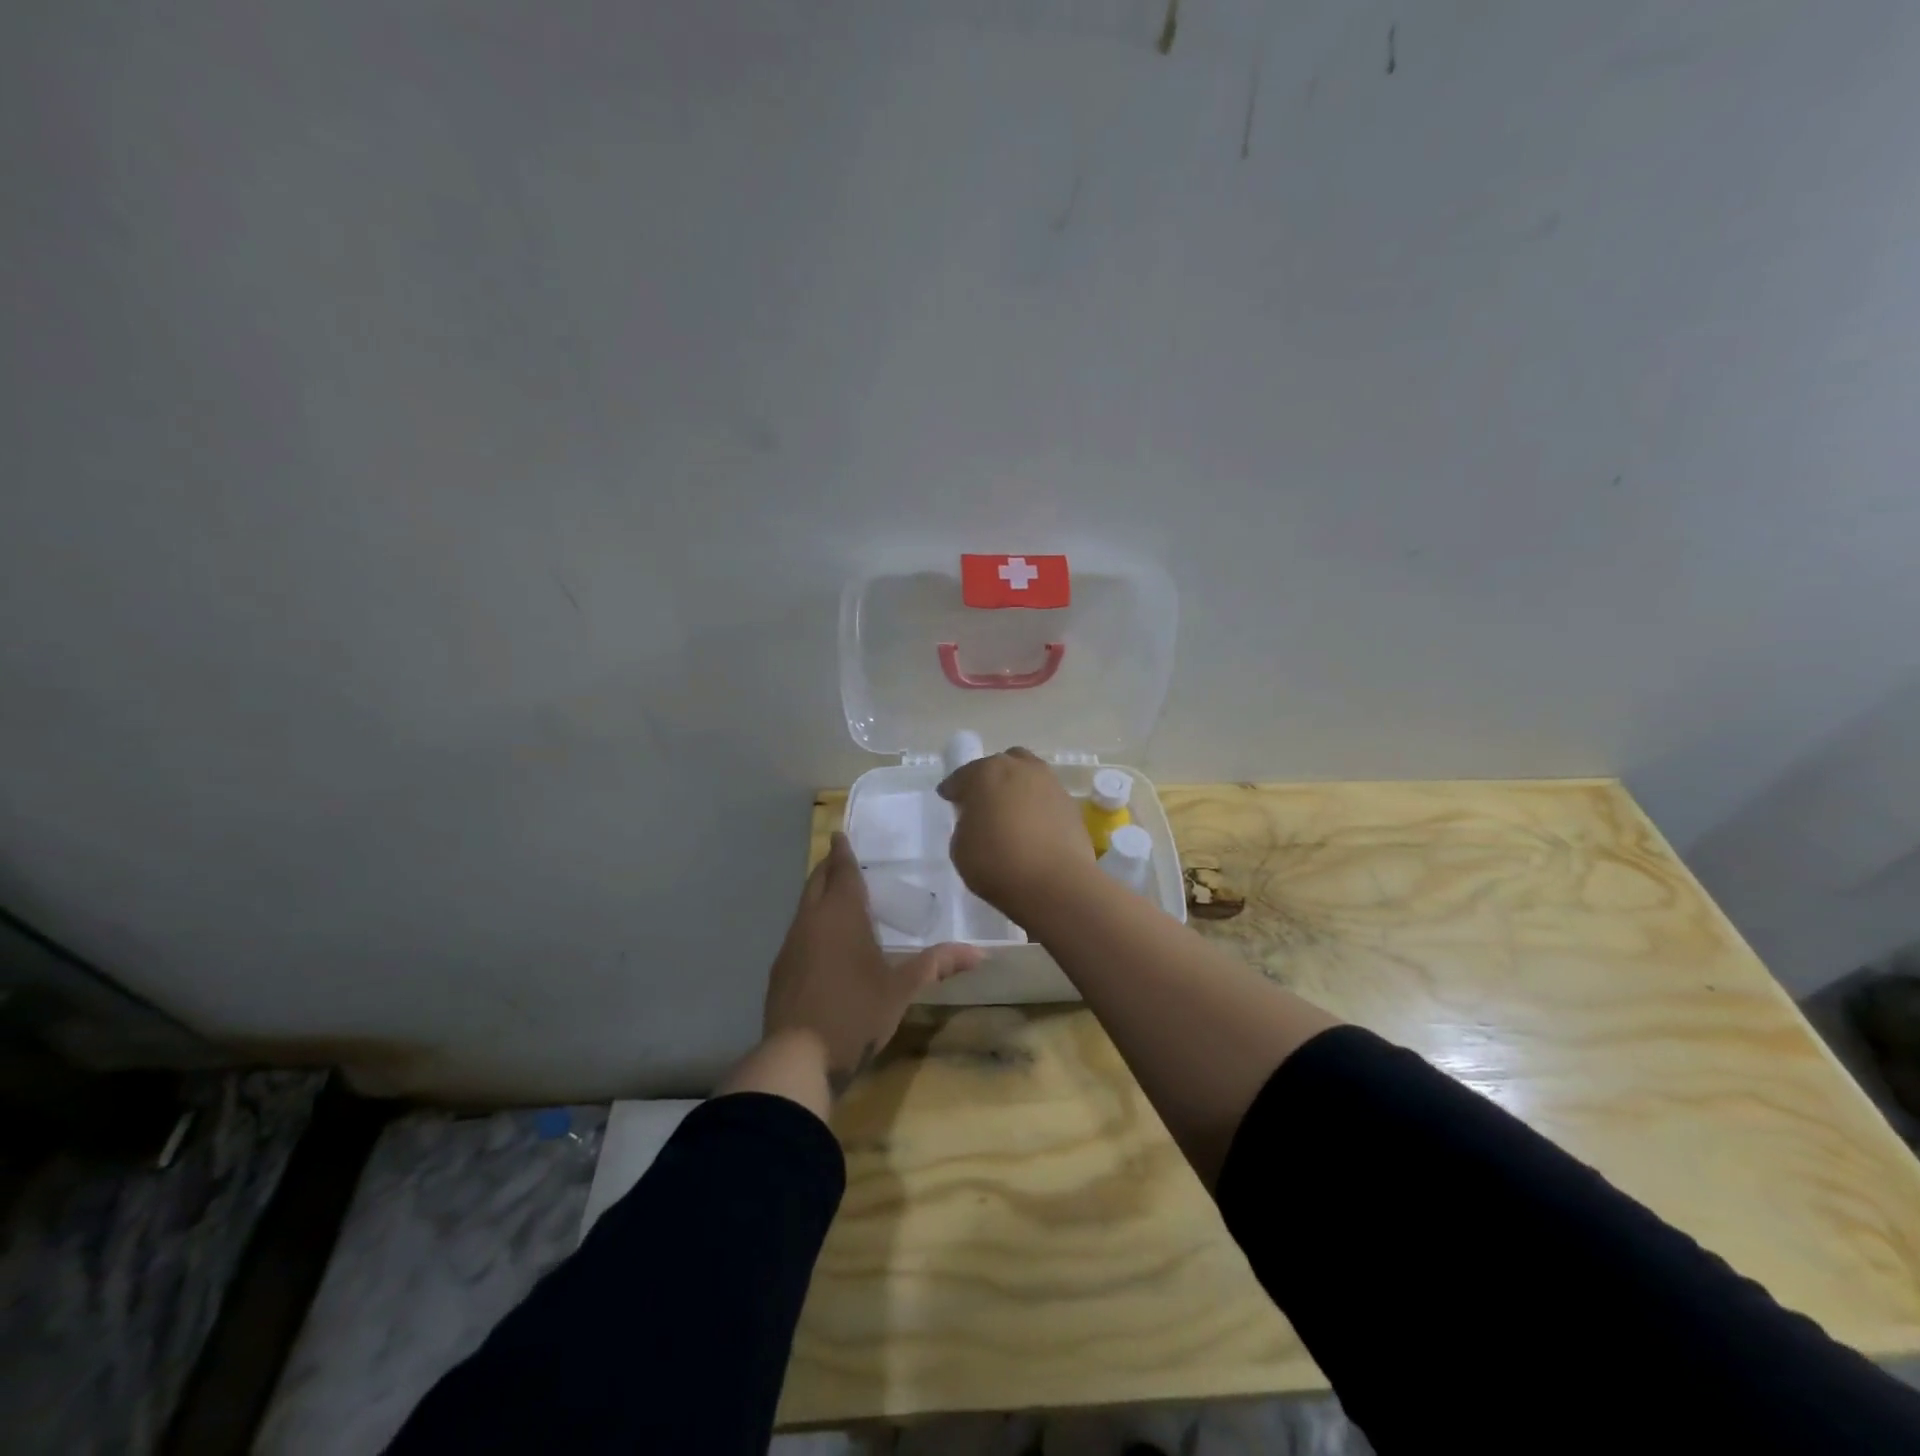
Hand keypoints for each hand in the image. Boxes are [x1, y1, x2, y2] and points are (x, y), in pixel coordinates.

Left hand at [761, 832, 978, 1095]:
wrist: (799, 1056)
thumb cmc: (856, 1012)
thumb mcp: (901, 989)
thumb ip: (936, 965)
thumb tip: (979, 952)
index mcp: (841, 915)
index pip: (842, 872)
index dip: (842, 852)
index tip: (839, 834)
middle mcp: (811, 921)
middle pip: (817, 882)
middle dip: (828, 867)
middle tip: (840, 857)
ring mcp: (791, 945)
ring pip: (804, 906)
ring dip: (818, 895)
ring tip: (836, 895)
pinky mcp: (780, 969)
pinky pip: (798, 932)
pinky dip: (811, 922)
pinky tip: (822, 941)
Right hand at [937, 747, 1097, 924]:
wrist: (1055, 884)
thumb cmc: (997, 863)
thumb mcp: (960, 848)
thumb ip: (966, 825)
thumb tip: (979, 820)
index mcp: (986, 773)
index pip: (962, 776)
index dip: (953, 789)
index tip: (949, 800)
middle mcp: (1020, 768)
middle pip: (1000, 766)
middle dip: (990, 780)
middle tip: (983, 803)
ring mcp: (1050, 784)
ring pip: (1028, 777)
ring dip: (1017, 789)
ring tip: (1011, 815)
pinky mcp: (1071, 804)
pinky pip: (1046, 799)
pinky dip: (1037, 807)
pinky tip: (1033, 829)